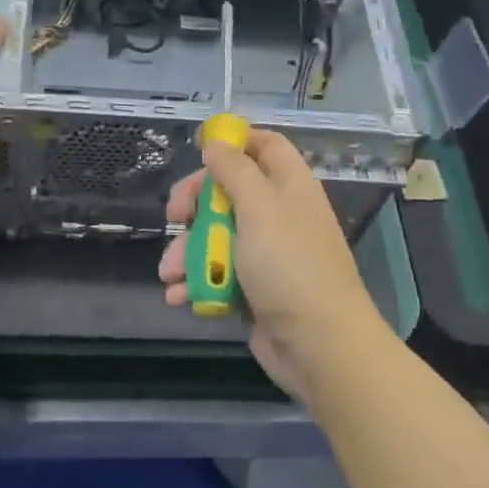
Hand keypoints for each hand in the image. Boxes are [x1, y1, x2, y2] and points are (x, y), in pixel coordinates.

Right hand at [159, 130, 391, 403]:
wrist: (318, 345)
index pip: (265, 146)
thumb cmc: (289, 266)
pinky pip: (219, 275)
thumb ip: (235, 171)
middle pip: (230, 192)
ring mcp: (267, 255)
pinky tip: (180, 296)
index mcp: (289, 187)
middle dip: (196, 204)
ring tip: (170, 274)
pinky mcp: (254, 290)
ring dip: (188, 252)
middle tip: (174, 216)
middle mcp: (279, 215)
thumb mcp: (260, 208)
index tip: (200, 149)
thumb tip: (217, 143)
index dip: (234, 142)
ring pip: (217, 237)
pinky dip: (198, 283)